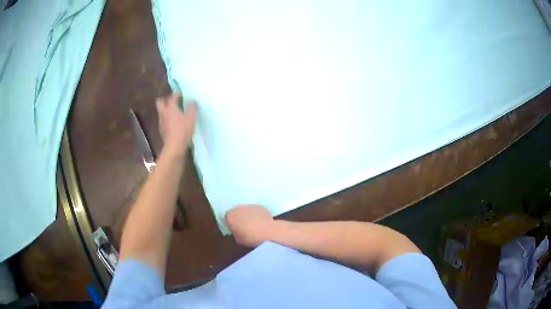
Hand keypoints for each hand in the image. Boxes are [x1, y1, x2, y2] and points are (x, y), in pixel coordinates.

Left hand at [156, 93, 196, 156]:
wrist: (174, 147)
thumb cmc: (183, 130)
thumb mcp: (191, 118)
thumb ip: (192, 108)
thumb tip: (193, 101)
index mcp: (170, 108)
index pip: (172, 97)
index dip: (176, 94)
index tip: (180, 92)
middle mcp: (163, 113)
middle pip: (159, 102)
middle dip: (165, 99)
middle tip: (172, 101)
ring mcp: (161, 122)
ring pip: (161, 112)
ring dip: (166, 110)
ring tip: (174, 112)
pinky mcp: (161, 130)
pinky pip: (163, 120)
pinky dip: (167, 119)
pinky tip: (173, 123)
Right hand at [225, 205, 275, 246]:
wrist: (267, 231)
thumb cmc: (250, 238)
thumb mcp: (238, 240)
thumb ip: (235, 233)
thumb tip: (238, 231)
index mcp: (230, 216)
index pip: (227, 217)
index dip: (231, 223)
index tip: (235, 229)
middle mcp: (238, 208)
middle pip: (237, 212)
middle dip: (239, 217)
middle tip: (244, 226)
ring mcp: (250, 206)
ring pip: (246, 210)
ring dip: (248, 215)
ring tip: (254, 224)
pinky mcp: (260, 206)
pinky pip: (256, 210)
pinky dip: (257, 214)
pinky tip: (261, 222)